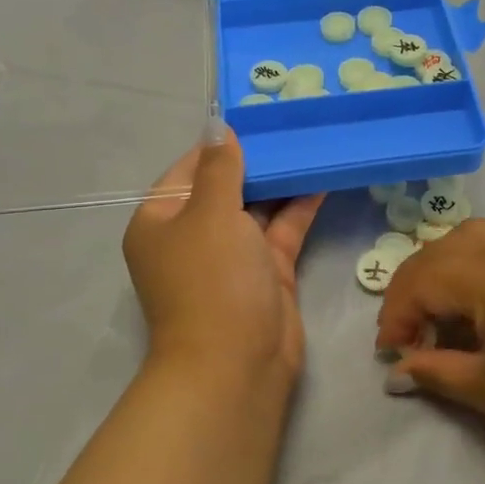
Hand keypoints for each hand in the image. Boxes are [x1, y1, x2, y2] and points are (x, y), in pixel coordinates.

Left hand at [124, 127, 324, 398]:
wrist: (236, 365)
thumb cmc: (211, 280)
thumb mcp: (211, 213)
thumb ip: (220, 168)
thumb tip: (217, 125)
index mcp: (162, 220)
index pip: (189, 169)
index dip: (220, 144)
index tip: (256, 118)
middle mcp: (193, 236)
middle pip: (225, 187)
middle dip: (257, 160)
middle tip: (291, 126)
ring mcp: (231, 257)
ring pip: (257, 208)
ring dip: (281, 181)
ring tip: (311, 143)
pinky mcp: (265, 273)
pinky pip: (281, 231)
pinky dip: (299, 207)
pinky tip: (323, 178)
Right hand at [376, 220, 484, 467]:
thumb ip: (435, 370)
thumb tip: (398, 369)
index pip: (421, 280)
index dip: (396, 315)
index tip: (390, 352)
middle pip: (441, 251)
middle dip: (415, 288)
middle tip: (410, 333)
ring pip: (472, 238)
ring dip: (444, 269)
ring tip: (442, 312)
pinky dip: (476, 265)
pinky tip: (481, 306)